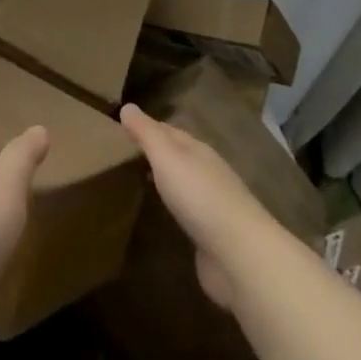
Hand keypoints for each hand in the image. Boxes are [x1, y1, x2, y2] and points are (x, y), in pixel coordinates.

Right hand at [120, 102, 274, 309]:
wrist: (239, 253)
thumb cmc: (199, 196)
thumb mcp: (167, 157)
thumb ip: (146, 133)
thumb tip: (127, 106)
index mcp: (197, 150)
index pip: (169, 130)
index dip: (146, 127)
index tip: (121, 126)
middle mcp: (206, 171)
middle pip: (177, 154)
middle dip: (154, 151)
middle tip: (122, 153)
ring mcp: (211, 202)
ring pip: (182, 181)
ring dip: (163, 177)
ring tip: (135, 178)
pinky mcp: (211, 231)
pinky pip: (186, 209)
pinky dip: (171, 203)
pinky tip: (160, 210)